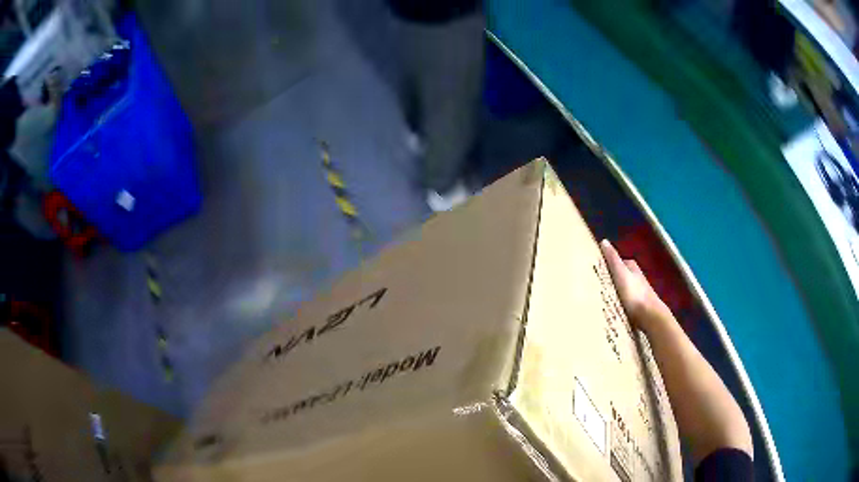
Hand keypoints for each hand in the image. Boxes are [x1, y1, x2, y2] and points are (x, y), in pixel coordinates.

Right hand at [599, 239, 668, 332]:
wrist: (649, 315)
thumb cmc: (634, 293)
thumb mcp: (620, 273)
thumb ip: (613, 259)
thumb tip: (604, 241)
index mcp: (632, 267)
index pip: (617, 262)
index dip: (607, 265)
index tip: (595, 271)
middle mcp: (637, 277)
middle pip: (620, 276)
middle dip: (610, 280)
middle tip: (595, 286)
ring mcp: (638, 292)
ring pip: (622, 289)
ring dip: (614, 293)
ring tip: (601, 299)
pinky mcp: (638, 306)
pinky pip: (625, 302)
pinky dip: (618, 303)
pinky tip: (612, 309)